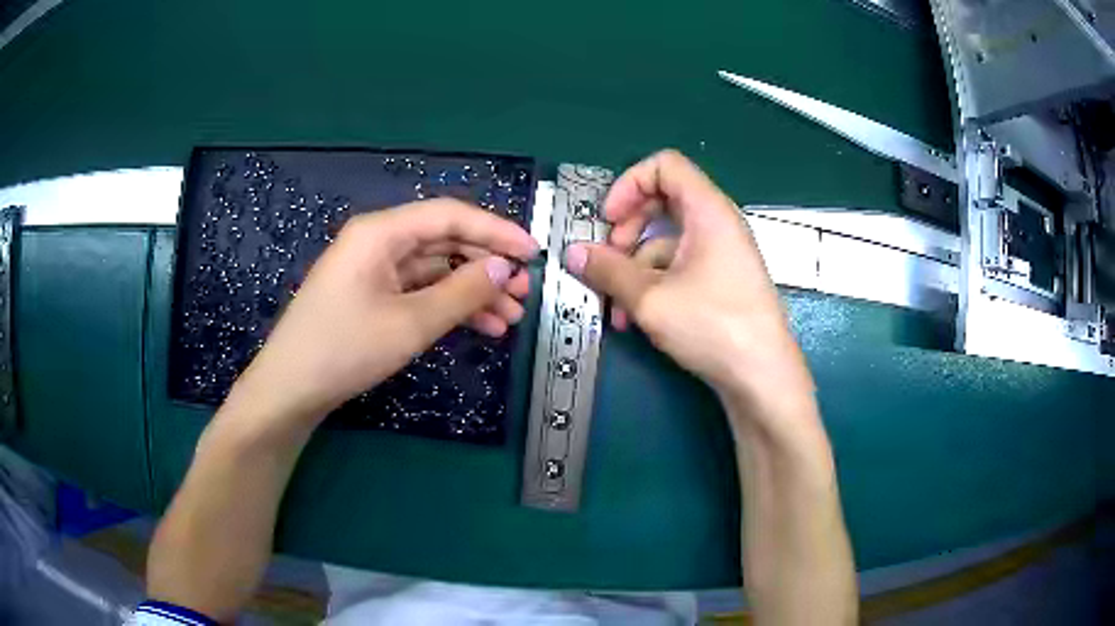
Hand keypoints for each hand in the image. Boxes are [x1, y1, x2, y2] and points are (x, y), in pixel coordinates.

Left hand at [231, 199, 538, 425]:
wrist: (291, 389)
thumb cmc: (344, 349)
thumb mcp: (410, 323)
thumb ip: (462, 292)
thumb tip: (505, 268)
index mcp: (381, 232)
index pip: (450, 215)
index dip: (496, 230)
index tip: (534, 252)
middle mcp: (379, 242)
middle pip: (445, 241)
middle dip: (487, 265)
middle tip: (525, 292)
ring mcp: (375, 270)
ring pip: (436, 269)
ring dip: (473, 291)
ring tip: (510, 318)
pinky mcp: (373, 296)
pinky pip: (420, 291)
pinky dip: (449, 306)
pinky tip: (480, 326)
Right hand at [563, 150, 813, 426]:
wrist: (761, 376)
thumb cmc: (713, 326)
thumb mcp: (651, 299)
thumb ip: (608, 271)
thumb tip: (573, 254)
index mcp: (708, 210)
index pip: (665, 165)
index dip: (629, 184)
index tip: (608, 220)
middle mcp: (717, 224)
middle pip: (662, 202)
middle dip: (626, 230)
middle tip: (607, 260)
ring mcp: (721, 254)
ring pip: (666, 242)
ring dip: (634, 268)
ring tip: (615, 307)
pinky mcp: (720, 282)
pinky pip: (679, 267)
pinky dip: (653, 285)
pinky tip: (635, 319)